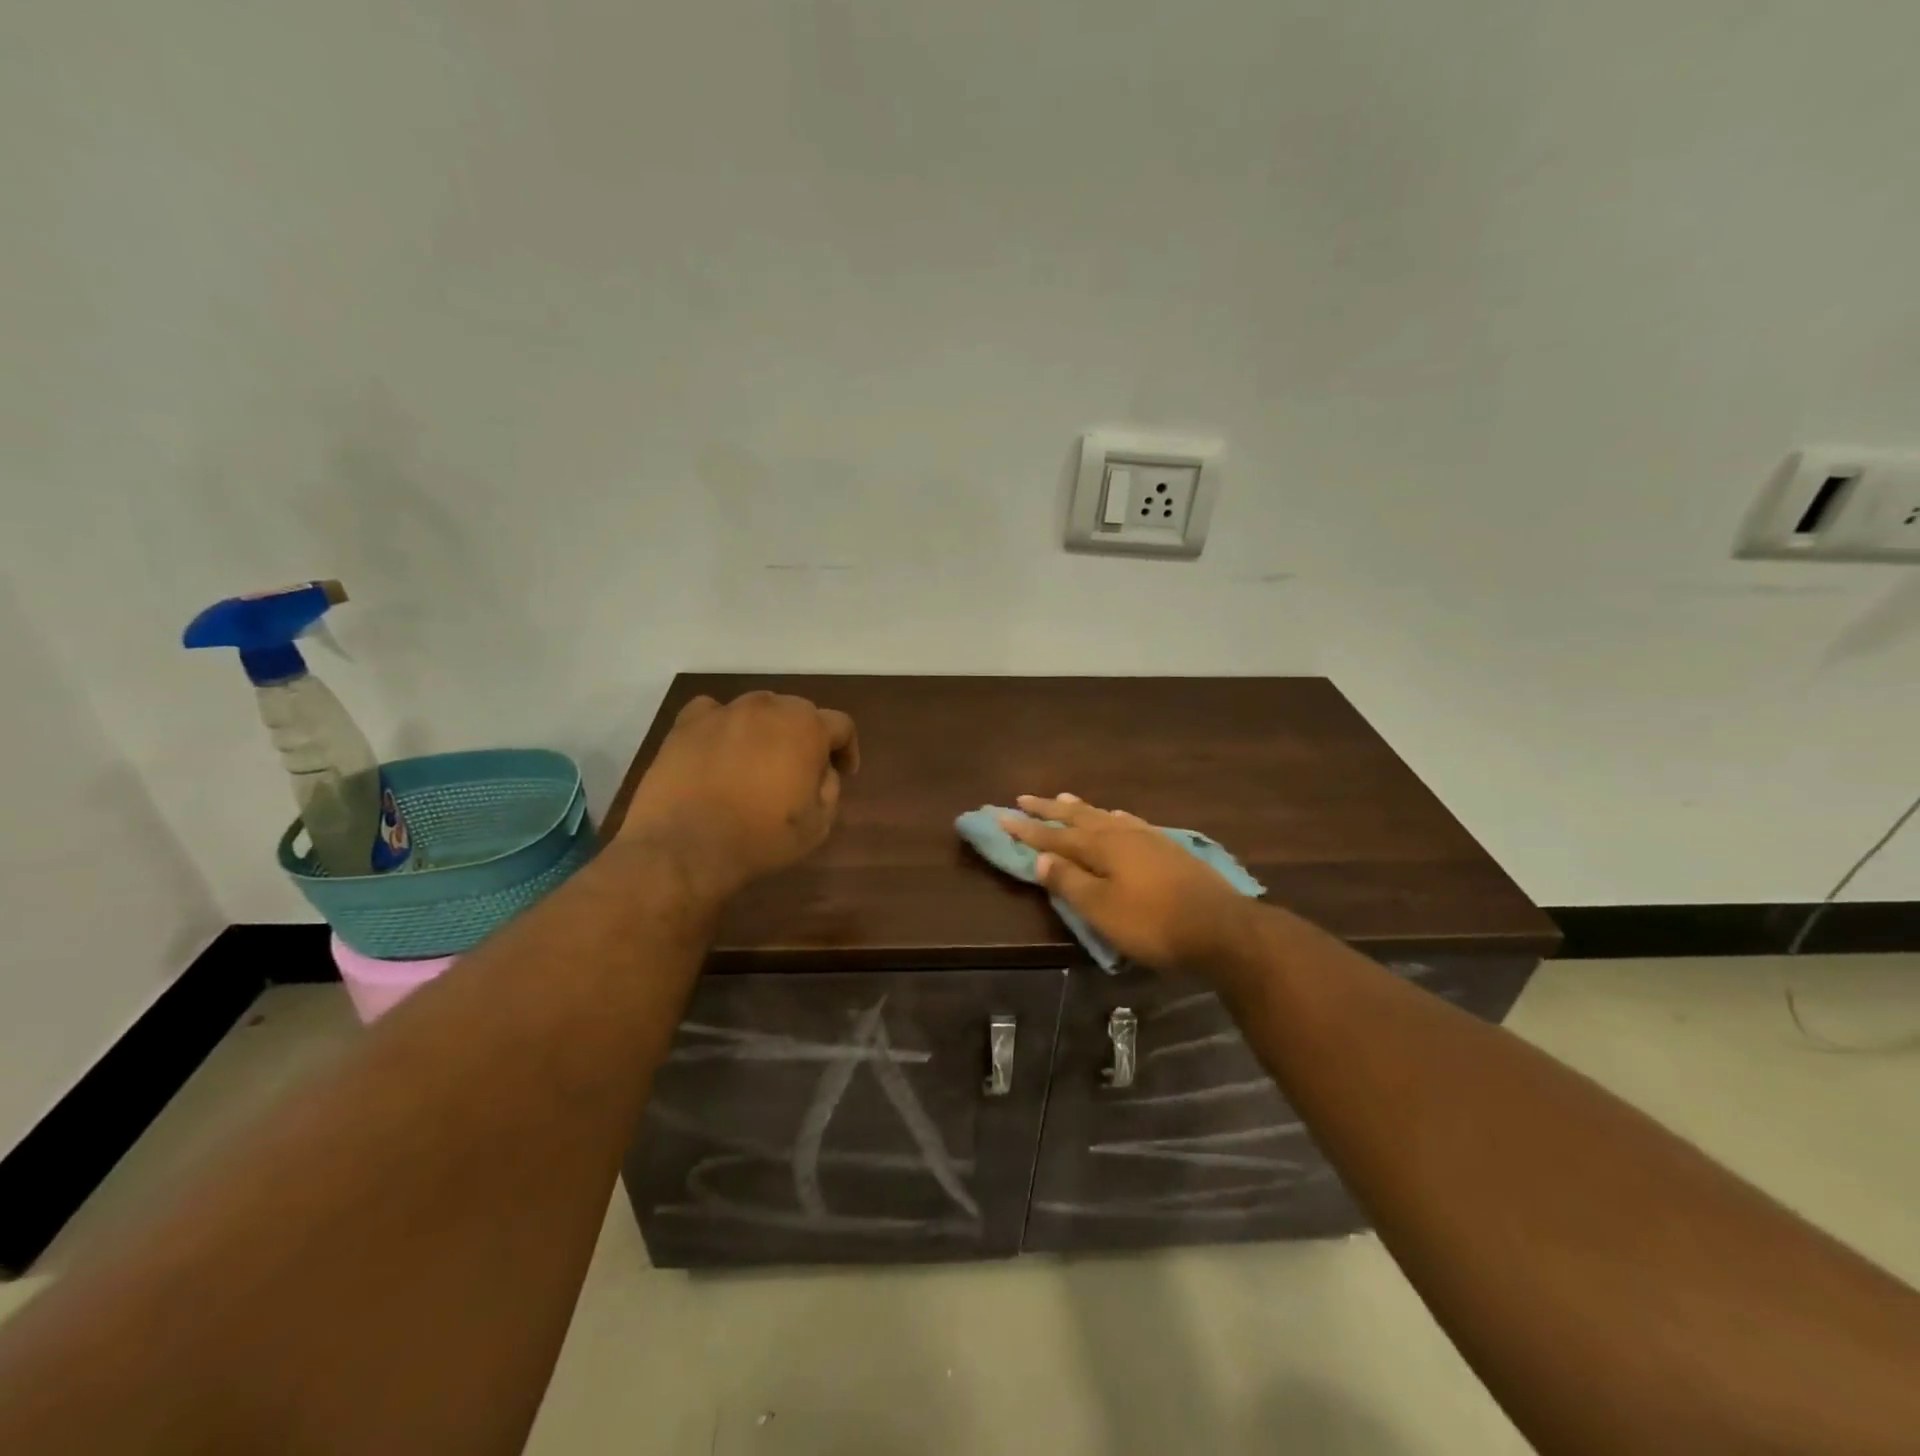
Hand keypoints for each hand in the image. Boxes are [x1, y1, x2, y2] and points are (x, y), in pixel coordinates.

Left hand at [620, 691, 858, 899]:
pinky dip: (723, 726)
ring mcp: (725, 711)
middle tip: (799, 769)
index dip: (846, 749)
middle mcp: (768, 708)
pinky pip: (713, 713)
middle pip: (798, 711)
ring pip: (757, 709)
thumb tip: (821, 772)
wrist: (686, 846)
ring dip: (765, 729)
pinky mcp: (686, 723)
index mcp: (807, 728)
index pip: (841, 725)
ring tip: (757, 761)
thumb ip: (830, 789)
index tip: (843, 773)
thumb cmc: (761, 838)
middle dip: (805, 736)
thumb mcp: (819, 824)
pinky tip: (719, 749)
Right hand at [1001, 794, 1260, 977]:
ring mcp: (1147, 838)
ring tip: (1063, 798)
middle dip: (1048, 810)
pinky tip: (1118, 816)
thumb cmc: (1153, 923)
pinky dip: (1114, 817)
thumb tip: (1041, 859)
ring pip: (1104, 816)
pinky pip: (1129, 822)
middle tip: (1024, 798)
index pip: (1053, 837)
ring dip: (1080, 808)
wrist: (1221, 927)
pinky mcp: (1167, 848)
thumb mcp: (1102, 910)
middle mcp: (1121, 835)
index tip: (1000, 816)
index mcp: (1101, 848)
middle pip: (1078, 818)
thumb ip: (1070, 883)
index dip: (1026, 829)